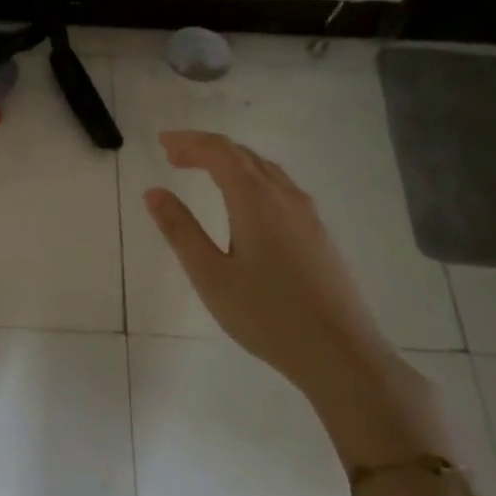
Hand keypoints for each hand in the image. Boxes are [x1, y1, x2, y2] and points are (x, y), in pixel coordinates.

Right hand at [143, 130, 444, 462]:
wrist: (340, 353)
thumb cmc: (267, 315)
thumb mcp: (210, 275)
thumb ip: (180, 230)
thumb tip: (154, 192)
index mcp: (256, 200)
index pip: (220, 153)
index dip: (189, 142)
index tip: (162, 143)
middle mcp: (285, 197)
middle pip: (243, 155)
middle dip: (206, 149)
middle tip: (173, 156)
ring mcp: (307, 215)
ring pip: (265, 170)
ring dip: (230, 162)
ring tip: (203, 172)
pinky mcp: (318, 234)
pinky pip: (280, 187)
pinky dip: (251, 179)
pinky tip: (244, 203)